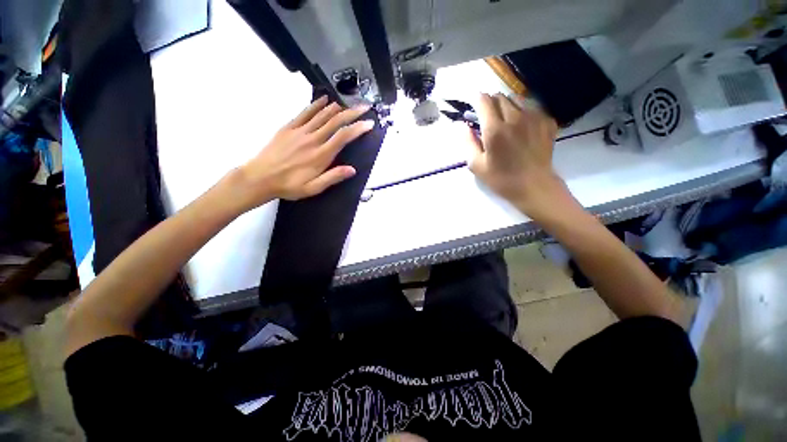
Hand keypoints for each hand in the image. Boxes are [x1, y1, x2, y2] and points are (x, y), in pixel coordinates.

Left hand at [232, 96, 374, 210]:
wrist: (260, 178)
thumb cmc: (289, 185)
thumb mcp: (313, 188)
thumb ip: (333, 177)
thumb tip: (352, 170)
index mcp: (321, 155)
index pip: (343, 137)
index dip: (358, 128)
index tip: (369, 123)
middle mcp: (313, 139)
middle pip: (336, 121)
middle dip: (352, 113)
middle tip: (364, 107)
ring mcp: (300, 131)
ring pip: (322, 114)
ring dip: (338, 107)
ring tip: (350, 102)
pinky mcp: (289, 127)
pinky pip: (305, 112)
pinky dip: (316, 104)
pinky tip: (325, 99)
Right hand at [468, 93, 565, 217]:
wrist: (534, 186)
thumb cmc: (501, 178)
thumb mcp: (476, 165)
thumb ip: (467, 142)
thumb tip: (463, 126)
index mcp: (495, 129)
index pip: (484, 101)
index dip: (477, 100)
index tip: (474, 107)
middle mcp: (515, 117)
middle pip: (500, 97)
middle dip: (491, 102)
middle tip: (487, 116)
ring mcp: (534, 118)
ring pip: (517, 99)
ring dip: (507, 105)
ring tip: (504, 119)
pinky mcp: (547, 122)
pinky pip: (532, 107)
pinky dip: (523, 111)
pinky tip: (522, 125)